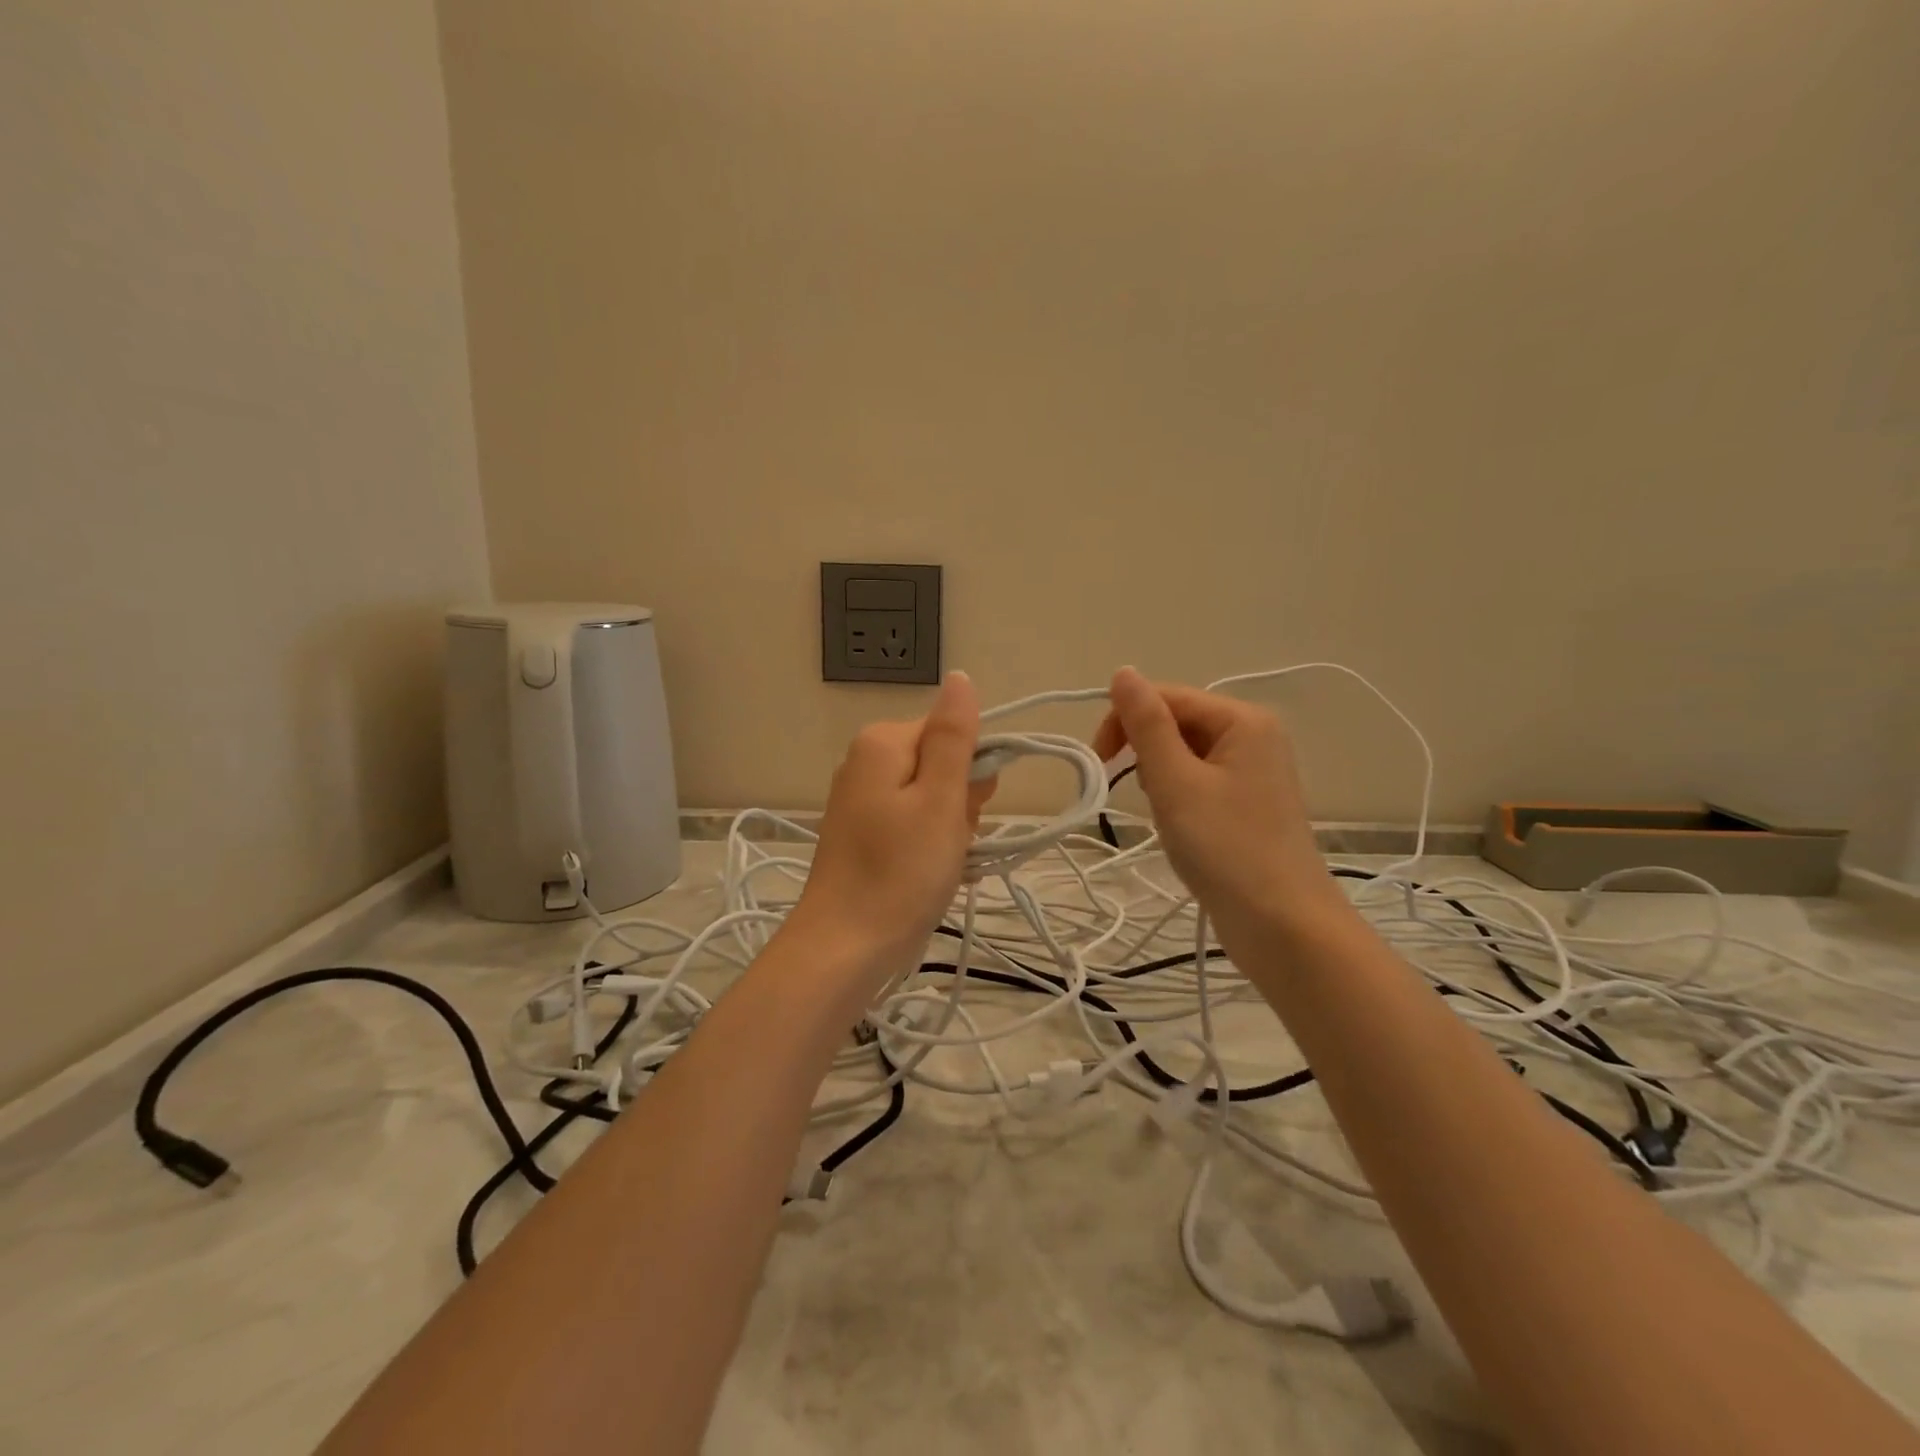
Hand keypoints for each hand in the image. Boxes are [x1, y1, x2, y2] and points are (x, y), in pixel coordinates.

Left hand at [789, 671, 995, 991]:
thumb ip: (953, 736)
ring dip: (949, 828)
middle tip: (949, 843)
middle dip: (960, 803)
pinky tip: (925, 873)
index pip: (953, 732)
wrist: (844, 947)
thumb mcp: (939, 800)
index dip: (973, 772)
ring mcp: (860, 798)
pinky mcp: (862, 831)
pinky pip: (912, 822)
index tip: (970, 811)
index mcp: (882, 742)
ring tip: (937, 864)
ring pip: (932, 797)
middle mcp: (865, 760)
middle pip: (941, 764)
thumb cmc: (900, 872)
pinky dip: (928, 845)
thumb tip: (960, 678)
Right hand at [1093, 667, 1348, 945]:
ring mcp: (1254, 770)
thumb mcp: (1176, 781)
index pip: (1166, 696)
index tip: (1099, 762)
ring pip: (1185, 753)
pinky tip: (1179, 823)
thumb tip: (1124, 672)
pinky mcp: (1249, 802)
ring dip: (1160, 775)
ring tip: (1165, 813)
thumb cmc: (1226, 848)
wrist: (1283, 926)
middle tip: (1138, 793)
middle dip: (1145, 750)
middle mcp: (1253, 735)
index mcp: (1242, 720)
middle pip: (1177, 721)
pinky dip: (1178, 795)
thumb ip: (1147, 724)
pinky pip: (1200, 779)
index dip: (1124, 720)